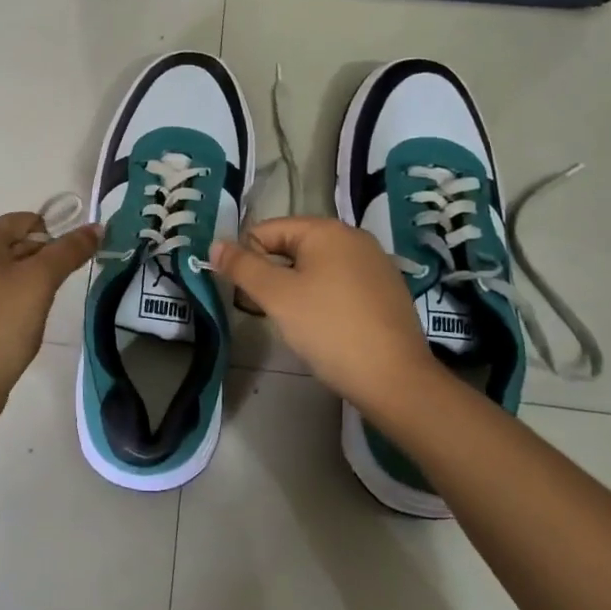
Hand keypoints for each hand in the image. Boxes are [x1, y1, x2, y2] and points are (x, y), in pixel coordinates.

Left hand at [0, 212, 101, 412]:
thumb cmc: (0, 323)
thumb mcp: (40, 281)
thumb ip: (69, 250)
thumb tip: (97, 226)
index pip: (29, 221)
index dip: (53, 243)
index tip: (61, 274)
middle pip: (19, 244)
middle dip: (41, 266)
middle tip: (47, 296)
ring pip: (10, 272)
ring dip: (30, 288)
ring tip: (32, 314)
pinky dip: (13, 305)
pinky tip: (17, 327)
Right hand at [209, 217, 436, 414]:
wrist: (395, 379)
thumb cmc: (329, 329)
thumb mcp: (276, 296)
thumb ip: (242, 267)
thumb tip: (216, 244)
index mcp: (326, 229)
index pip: (267, 230)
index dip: (248, 259)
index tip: (244, 294)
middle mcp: (354, 237)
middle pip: (293, 247)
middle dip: (273, 275)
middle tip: (266, 311)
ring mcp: (375, 264)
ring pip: (317, 268)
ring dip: (297, 289)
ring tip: (295, 323)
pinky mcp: (387, 291)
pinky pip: (341, 284)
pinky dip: (324, 299)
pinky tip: (325, 329)